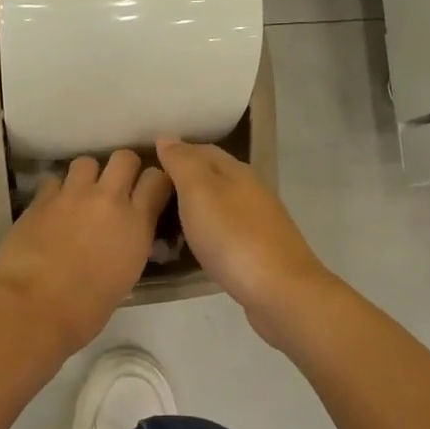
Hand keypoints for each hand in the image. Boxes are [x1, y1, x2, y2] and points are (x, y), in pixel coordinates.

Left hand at [0, 149, 173, 351]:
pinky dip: (57, 191)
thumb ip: (131, 244)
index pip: (158, 179)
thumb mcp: (126, 276)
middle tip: (117, 187)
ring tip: (81, 195)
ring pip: (86, 162)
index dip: (155, 181)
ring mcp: (72, 195)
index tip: (151, 191)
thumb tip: (128, 235)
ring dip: (88, 176)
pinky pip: (54, 180)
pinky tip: (53, 209)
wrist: (32, 309)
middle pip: (124, 157)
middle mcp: (108, 199)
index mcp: (136, 223)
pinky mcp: (41, 199)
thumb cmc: (85, 310)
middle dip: (124, 168)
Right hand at [155, 137, 335, 338]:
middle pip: (213, 176)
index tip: (148, 164)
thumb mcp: (199, 192)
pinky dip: (207, 233)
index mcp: (236, 171)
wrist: (281, 292)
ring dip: (195, 209)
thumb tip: (167, 136)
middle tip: (149, 196)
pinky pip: (226, 232)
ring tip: (164, 222)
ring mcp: (259, 222)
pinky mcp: (260, 252)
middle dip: (184, 181)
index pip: (202, 150)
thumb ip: (182, 163)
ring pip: (220, 205)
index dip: (176, 152)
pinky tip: (195, 247)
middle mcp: (251, 191)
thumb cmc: (233, 237)